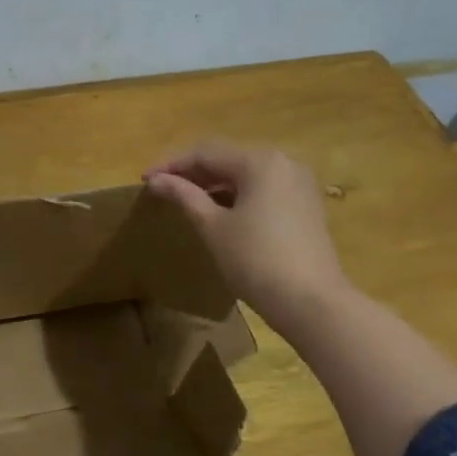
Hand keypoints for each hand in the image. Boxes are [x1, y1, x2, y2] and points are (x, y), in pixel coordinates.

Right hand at [143, 139, 350, 334]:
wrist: (312, 303)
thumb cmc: (256, 260)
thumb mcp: (213, 227)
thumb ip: (184, 196)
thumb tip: (156, 180)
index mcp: (259, 161)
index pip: (205, 153)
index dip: (172, 164)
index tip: (145, 180)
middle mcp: (283, 162)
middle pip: (228, 158)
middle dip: (193, 172)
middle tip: (163, 188)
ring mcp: (299, 183)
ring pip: (247, 174)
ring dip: (215, 183)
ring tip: (186, 200)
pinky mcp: (305, 205)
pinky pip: (263, 189)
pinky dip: (238, 195)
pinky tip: (220, 212)